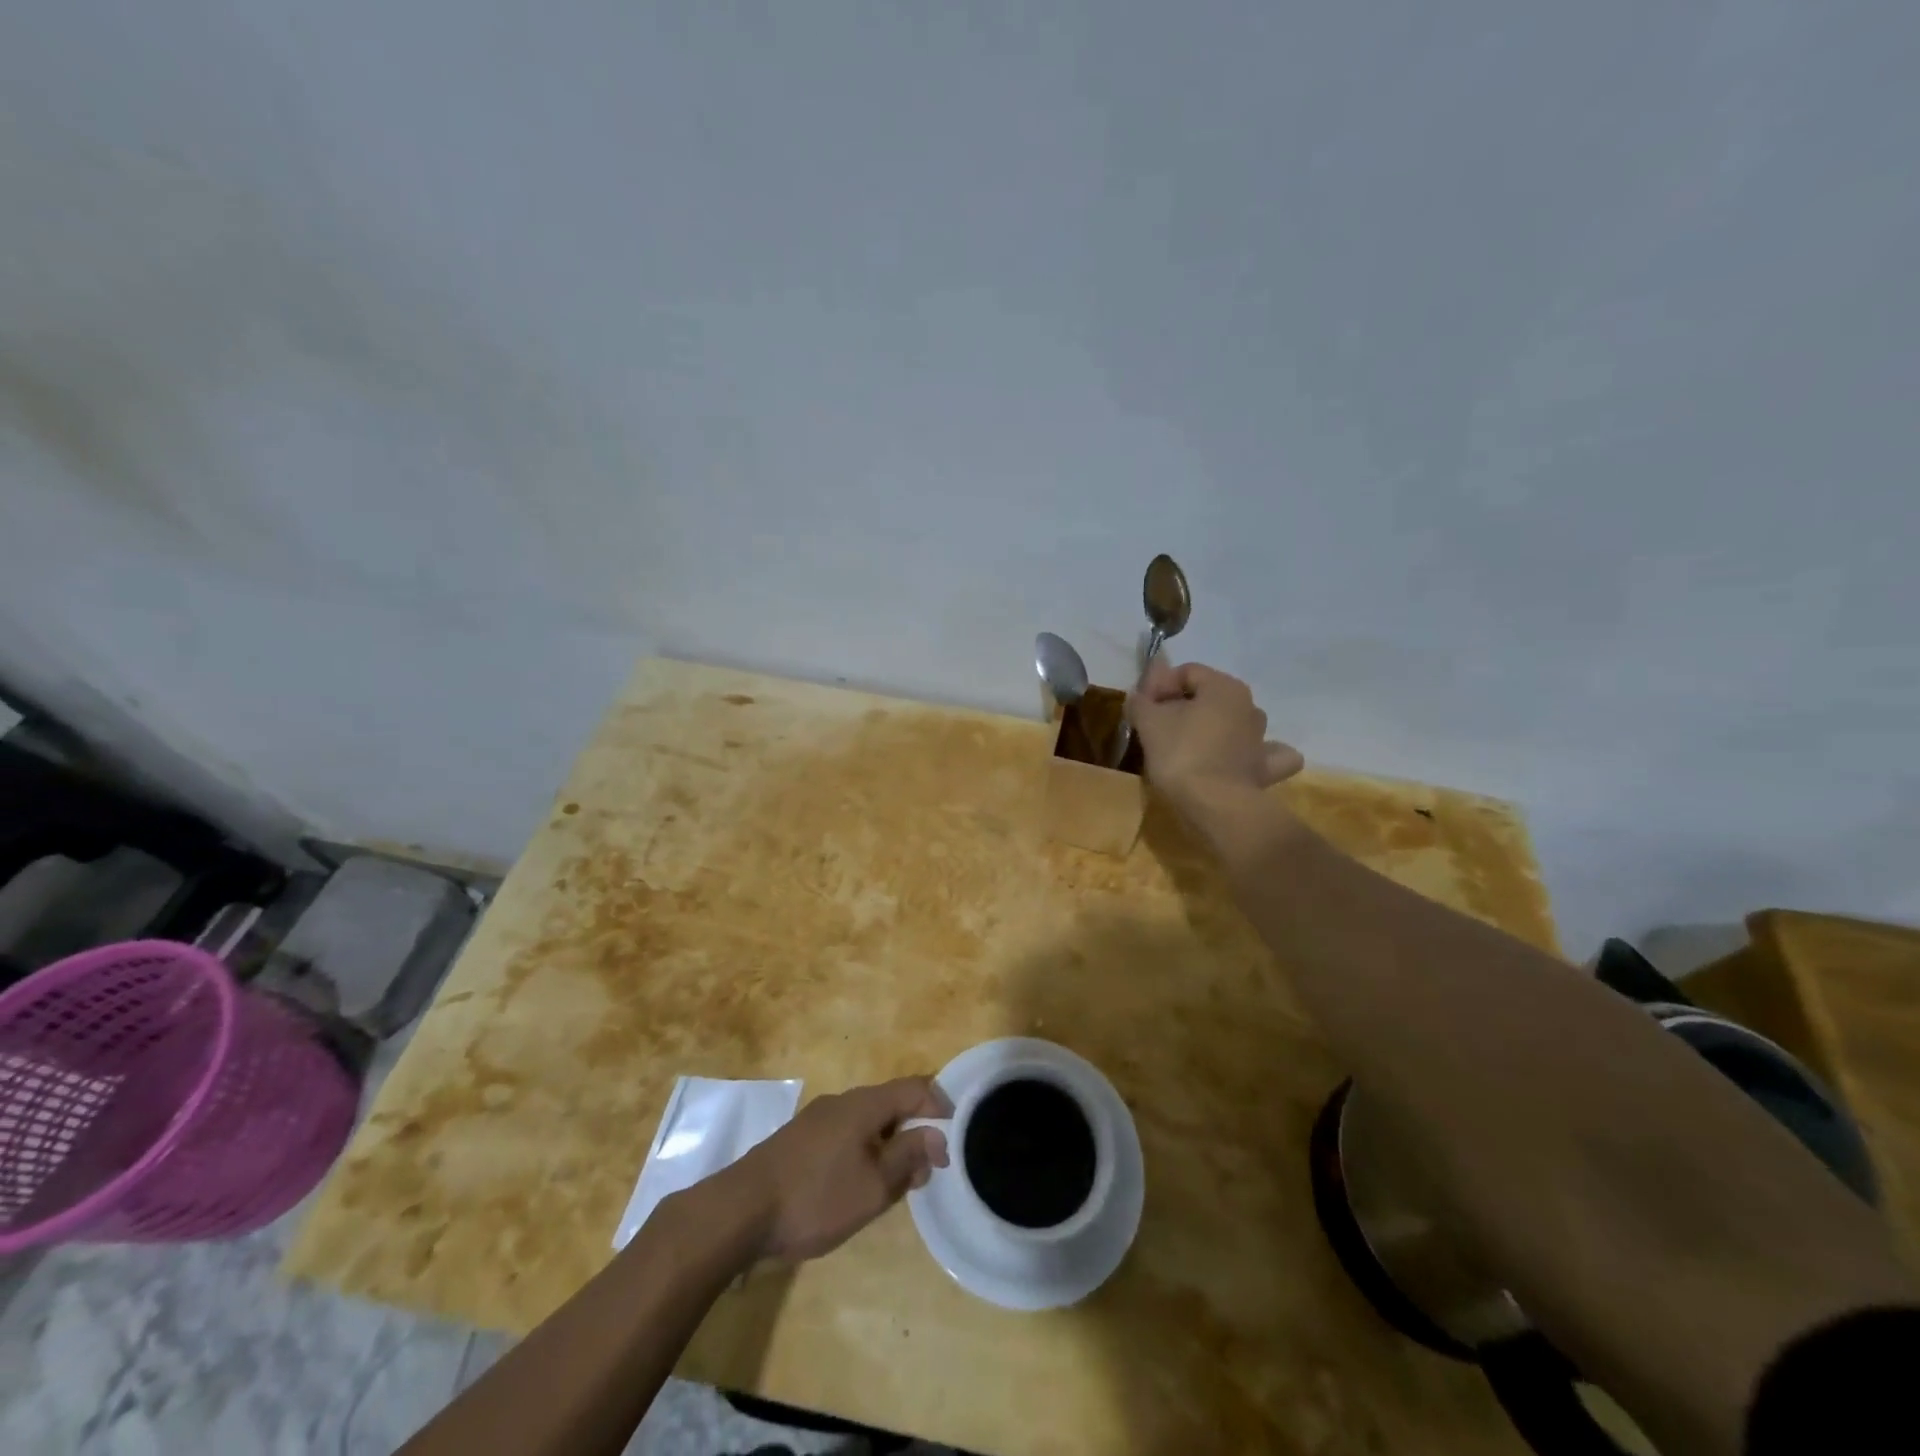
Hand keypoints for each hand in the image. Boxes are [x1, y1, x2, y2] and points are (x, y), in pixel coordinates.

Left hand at [726, 1076, 951, 1262]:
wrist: (741, 1211)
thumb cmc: (815, 1197)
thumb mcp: (873, 1185)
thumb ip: (908, 1156)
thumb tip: (937, 1135)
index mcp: (864, 1104)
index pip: (914, 1088)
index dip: (940, 1106)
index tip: (954, 1138)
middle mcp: (842, 1101)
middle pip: (891, 1104)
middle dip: (914, 1132)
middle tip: (925, 1172)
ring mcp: (817, 1118)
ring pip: (867, 1122)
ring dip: (888, 1146)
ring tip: (895, 1185)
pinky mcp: (800, 1139)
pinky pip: (845, 1135)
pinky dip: (863, 1152)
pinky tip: (857, 1186)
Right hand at [1127, 658, 1303, 824]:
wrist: (1214, 805)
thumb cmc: (1181, 754)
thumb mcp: (1149, 722)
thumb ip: (1140, 702)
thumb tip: (1138, 696)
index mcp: (1224, 686)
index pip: (1186, 672)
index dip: (1159, 685)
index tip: (1141, 707)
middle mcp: (1249, 706)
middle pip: (1209, 696)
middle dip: (1181, 706)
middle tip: (1155, 726)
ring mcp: (1262, 738)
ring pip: (1233, 722)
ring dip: (1211, 727)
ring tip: (1185, 745)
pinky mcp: (1265, 769)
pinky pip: (1258, 754)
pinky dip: (1248, 754)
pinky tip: (1235, 761)